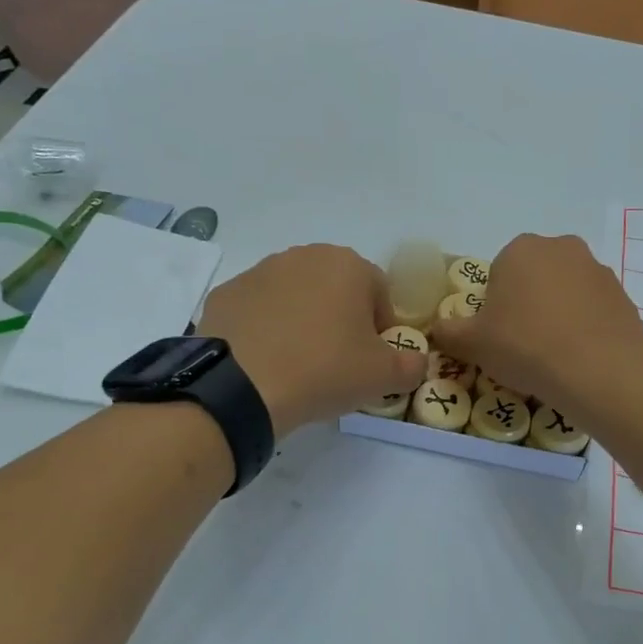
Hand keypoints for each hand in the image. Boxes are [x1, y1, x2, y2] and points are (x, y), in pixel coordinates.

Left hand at [199, 244, 425, 438]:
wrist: (242, 387)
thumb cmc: (325, 370)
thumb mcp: (384, 377)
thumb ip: (412, 365)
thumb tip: (416, 362)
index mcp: (348, 265)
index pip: (380, 293)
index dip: (382, 329)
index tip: (373, 360)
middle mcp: (304, 256)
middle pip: (336, 289)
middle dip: (342, 320)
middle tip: (338, 362)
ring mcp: (259, 271)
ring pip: (296, 296)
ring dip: (304, 321)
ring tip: (299, 363)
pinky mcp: (226, 294)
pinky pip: (259, 310)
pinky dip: (266, 329)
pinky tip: (266, 361)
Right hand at [430, 234, 642, 420]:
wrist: (599, 371)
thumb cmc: (526, 346)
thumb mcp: (473, 344)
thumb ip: (449, 332)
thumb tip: (435, 330)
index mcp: (521, 249)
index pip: (498, 274)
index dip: (493, 307)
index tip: (497, 336)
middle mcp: (561, 248)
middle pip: (534, 279)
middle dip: (526, 306)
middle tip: (522, 346)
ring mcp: (597, 270)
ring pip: (565, 293)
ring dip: (556, 315)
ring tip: (553, 356)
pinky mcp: (622, 296)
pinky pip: (592, 311)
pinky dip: (583, 328)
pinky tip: (579, 358)